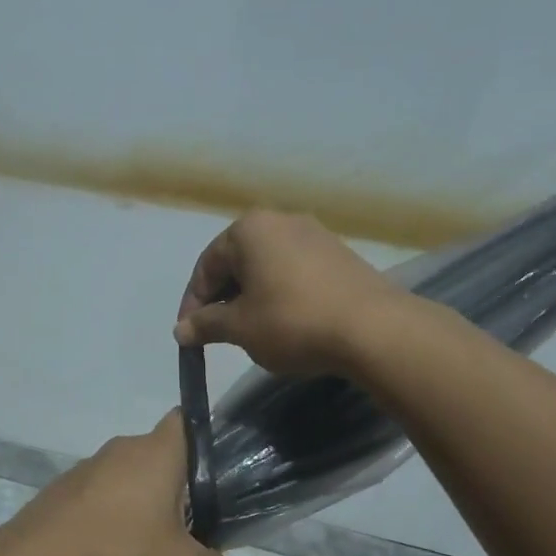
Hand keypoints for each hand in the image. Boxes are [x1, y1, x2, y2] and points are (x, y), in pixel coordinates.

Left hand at [0, 412, 230, 555]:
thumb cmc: (120, 554)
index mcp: (155, 453)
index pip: (186, 422)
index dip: (202, 441)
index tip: (210, 476)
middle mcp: (120, 450)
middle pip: (157, 458)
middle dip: (171, 490)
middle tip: (181, 531)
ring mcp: (84, 469)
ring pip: (123, 481)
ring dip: (135, 508)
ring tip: (139, 553)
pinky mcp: (58, 491)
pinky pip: (94, 499)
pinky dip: (104, 521)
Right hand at [172, 210, 406, 375]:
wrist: (374, 329)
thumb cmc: (293, 321)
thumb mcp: (240, 327)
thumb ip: (206, 324)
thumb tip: (181, 330)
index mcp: (248, 230)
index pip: (206, 266)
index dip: (193, 303)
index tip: (190, 335)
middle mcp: (280, 220)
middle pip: (237, 262)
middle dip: (223, 298)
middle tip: (218, 333)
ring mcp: (314, 234)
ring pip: (266, 267)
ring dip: (252, 297)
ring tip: (251, 330)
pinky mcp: (339, 254)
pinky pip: (294, 271)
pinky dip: (280, 293)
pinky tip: (286, 322)